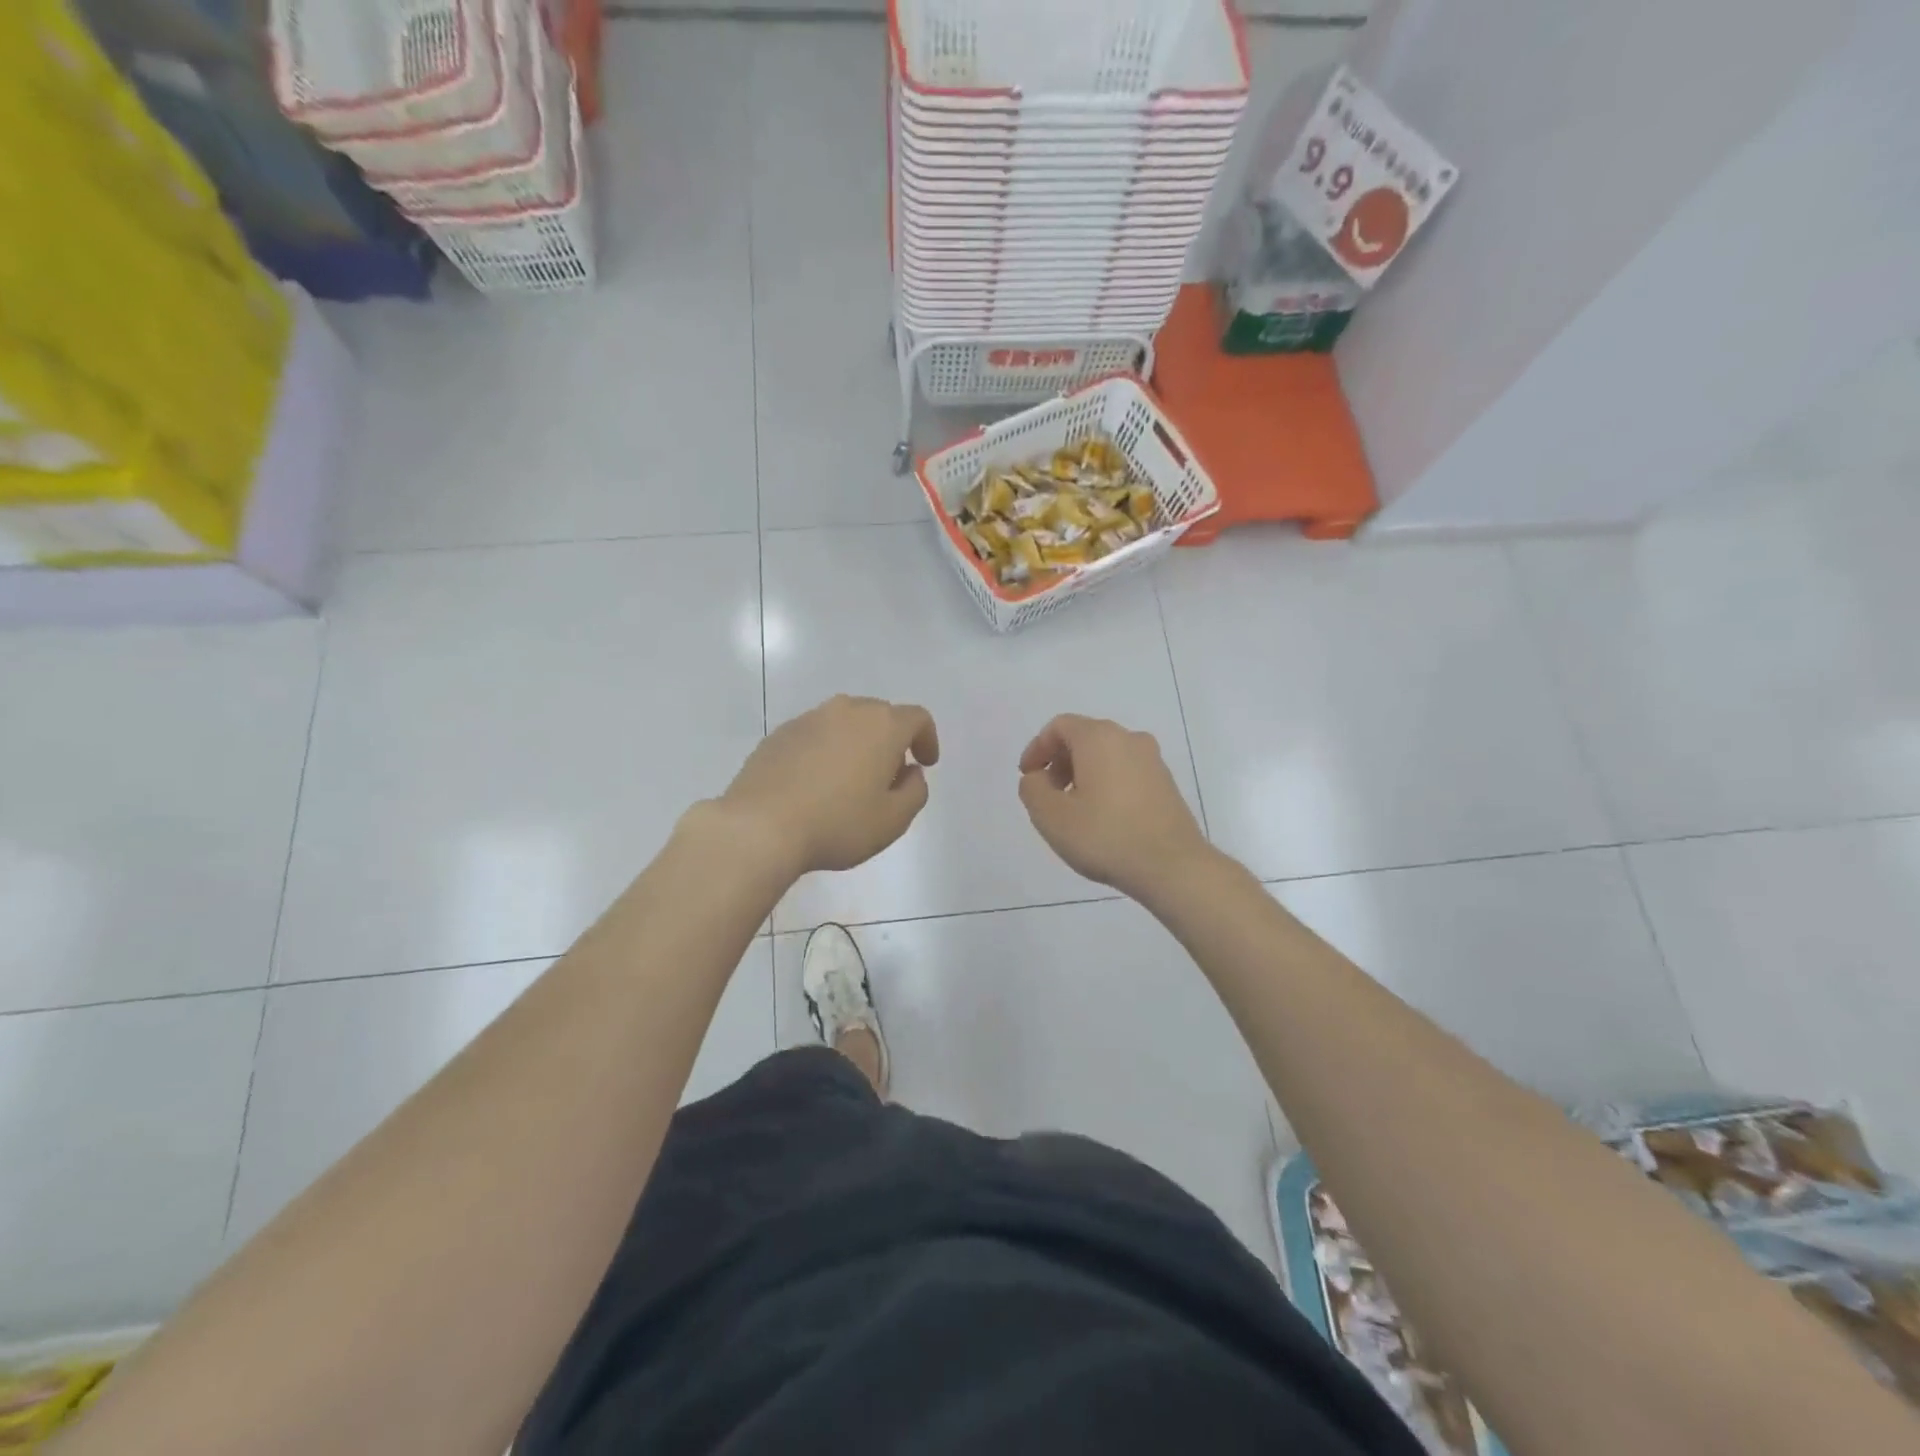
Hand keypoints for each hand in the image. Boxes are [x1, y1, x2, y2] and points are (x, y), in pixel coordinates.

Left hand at [717, 695, 938, 875]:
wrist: (760, 826)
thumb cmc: (838, 823)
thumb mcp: (893, 820)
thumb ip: (915, 792)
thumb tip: (910, 773)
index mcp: (882, 726)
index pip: (917, 718)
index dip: (927, 739)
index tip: (925, 764)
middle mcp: (847, 710)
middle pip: (880, 715)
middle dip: (891, 740)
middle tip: (888, 776)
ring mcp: (809, 719)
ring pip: (845, 722)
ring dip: (856, 743)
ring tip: (850, 780)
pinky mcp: (779, 734)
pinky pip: (815, 735)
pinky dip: (825, 750)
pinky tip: (816, 783)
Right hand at [1017, 714, 1210, 900]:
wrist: (1173, 867)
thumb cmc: (1106, 836)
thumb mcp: (1051, 817)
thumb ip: (1033, 789)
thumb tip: (1038, 778)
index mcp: (1100, 738)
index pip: (1059, 726)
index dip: (1037, 748)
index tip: (1028, 777)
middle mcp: (1130, 739)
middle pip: (1084, 737)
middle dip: (1060, 762)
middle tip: (1048, 795)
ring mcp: (1153, 761)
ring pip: (1107, 755)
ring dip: (1083, 774)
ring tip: (1074, 810)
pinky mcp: (1166, 784)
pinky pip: (1126, 772)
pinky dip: (1106, 784)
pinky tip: (1102, 818)